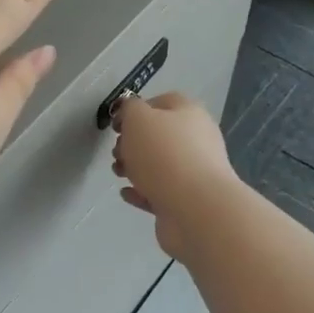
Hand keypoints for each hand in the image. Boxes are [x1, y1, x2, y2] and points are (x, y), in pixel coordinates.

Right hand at [111, 93, 242, 258]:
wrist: (195, 209)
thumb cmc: (164, 155)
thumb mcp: (138, 119)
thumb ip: (130, 108)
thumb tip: (130, 111)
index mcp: (189, 114)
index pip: (162, 102)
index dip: (136, 110)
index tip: (116, 125)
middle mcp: (196, 140)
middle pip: (159, 136)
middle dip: (132, 143)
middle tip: (117, 152)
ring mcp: (194, 173)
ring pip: (159, 165)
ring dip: (135, 168)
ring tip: (119, 173)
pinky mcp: (187, 202)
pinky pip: (160, 192)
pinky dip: (142, 192)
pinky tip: (127, 193)